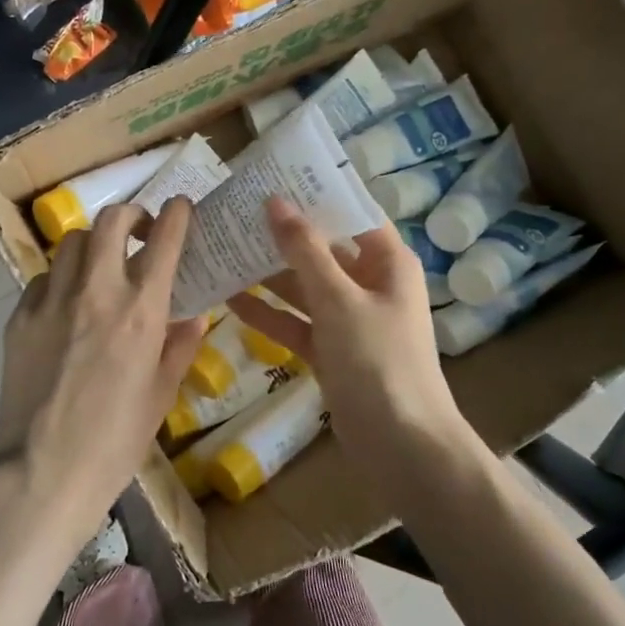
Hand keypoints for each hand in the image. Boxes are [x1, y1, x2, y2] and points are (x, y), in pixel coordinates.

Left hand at [0, 199, 208, 541]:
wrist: (43, 472)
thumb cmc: (115, 442)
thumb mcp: (161, 395)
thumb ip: (180, 347)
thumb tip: (194, 316)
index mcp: (140, 312)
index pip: (163, 240)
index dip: (176, 214)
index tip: (180, 208)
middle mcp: (96, 292)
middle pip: (111, 221)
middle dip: (130, 215)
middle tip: (138, 232)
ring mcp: (52, 301)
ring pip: (73, 241)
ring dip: (93, 244)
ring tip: (100, 266)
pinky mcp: (19, 317)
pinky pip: (44, 278)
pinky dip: (61, 279)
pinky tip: (66, 304)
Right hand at [228, 197, 467, 456]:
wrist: (403, 448)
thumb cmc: (380, 362)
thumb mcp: (339, 300)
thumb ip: (304, 251)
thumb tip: (275, 201)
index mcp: (386, 261)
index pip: (349, 212)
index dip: (313, 194)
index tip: (270, 177)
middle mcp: (369, 283)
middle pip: (321, 248)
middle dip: (280, 235)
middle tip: (232, 212)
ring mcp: (348, 319)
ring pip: (303, 286)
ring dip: (268, 274)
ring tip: (221, 249)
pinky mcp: (331, 351)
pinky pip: (296, 323)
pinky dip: (268, 314)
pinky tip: (229, 300)